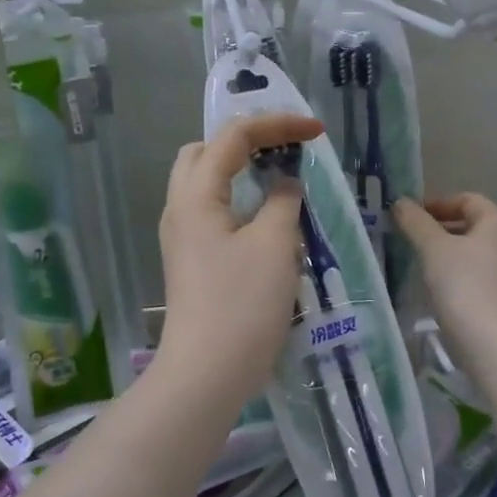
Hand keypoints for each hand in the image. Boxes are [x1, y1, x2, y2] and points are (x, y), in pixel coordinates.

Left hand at [157, 113, 324, 404]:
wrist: (207, 373)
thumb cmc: (242, 304)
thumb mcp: (274, 244)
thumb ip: (283, 202)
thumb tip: (285, 185)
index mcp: (195, 195)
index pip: (233, 137)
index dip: (277, 124)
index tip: (316, 132)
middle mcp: (180, 209)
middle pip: (205, 152)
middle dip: (246, 140)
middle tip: (284, 148)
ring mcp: (182, 237)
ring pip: (206, 184)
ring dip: (240, 171)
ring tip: (279, 178)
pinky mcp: (191, 261)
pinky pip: (212, 213)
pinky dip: (238, 201)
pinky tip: (267, 219)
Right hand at [393, 194, 496, 347]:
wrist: (494, 343)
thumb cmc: (464, 285)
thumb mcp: (433, 249)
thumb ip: (416, 223)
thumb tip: (401, 202)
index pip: (467, 200)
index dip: (437, 204)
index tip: (410, 216)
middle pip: (472, 227)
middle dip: (440, 230)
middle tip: (409, 239)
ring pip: (473, 255)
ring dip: (447, 255)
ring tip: (419, 265)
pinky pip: (477, 278)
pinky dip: (456, 278)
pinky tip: (436, 291)